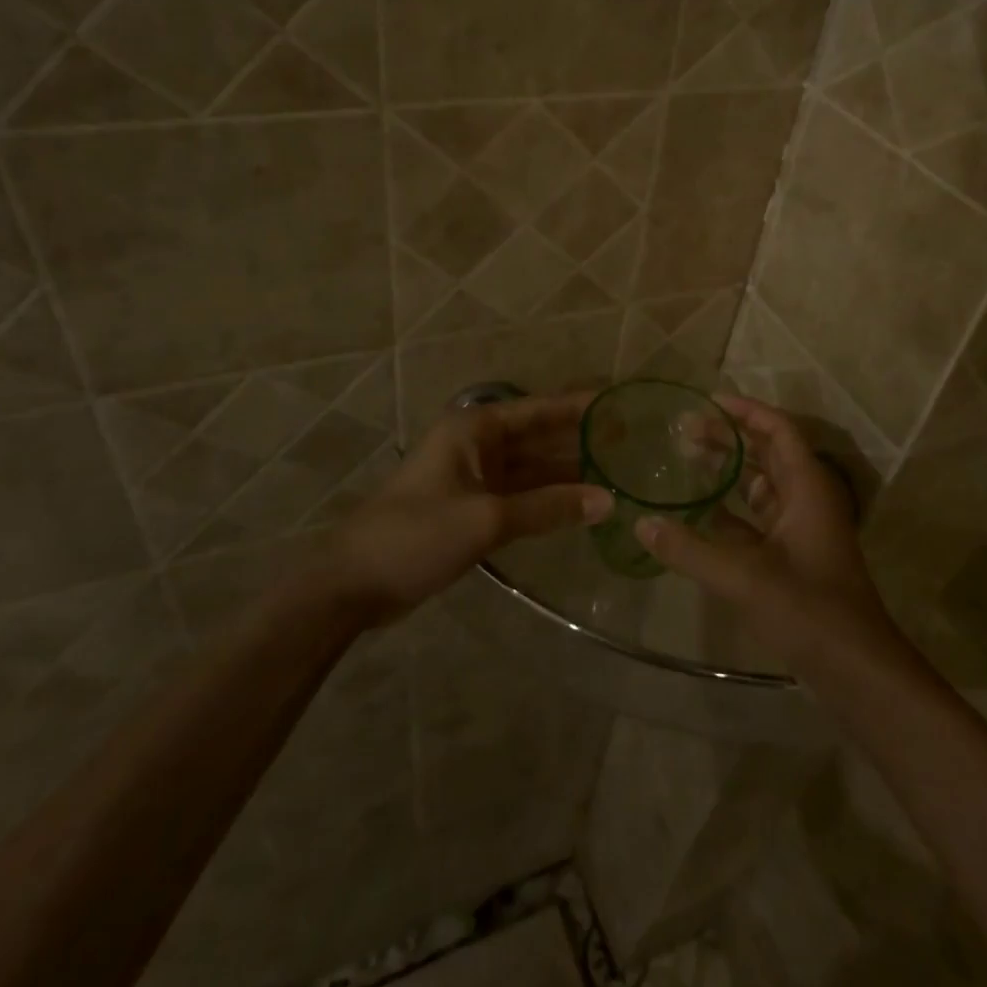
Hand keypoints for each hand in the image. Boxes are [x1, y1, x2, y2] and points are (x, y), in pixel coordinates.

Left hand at [322, 391, 611, 621]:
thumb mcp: (486, 519)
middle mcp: (477, 444)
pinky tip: (581, 505)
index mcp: (475, 428)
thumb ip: (549, 508)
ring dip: (568, 472)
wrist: (354, 582)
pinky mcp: (473, 507)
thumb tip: (608, 501)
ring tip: (618, 473)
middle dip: (580, 439)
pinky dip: (548, 499)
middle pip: (539, 436)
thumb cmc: (417, 534)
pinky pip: (521, 495)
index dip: (580, 407)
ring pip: (532, 468)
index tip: (621, 404)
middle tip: (632, 442)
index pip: (540, 409)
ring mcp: (475, 477)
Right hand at [637, 395, 895, 664]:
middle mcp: (806, 500)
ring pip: (762, 486)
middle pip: (768, 453)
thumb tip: (641, 523)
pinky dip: (730, 511)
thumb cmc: (808, 611)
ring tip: (686, 461)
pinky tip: (697, 514)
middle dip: (729, 438)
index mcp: (807, 488)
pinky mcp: (792, 558)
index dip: (745, 411)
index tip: (707, 401)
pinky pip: (757, 520)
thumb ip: (689, 549)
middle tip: (684, 431)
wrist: (856, 672)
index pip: (778, 430)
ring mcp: (801, 530)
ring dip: (729, 472)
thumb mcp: (744, 577)